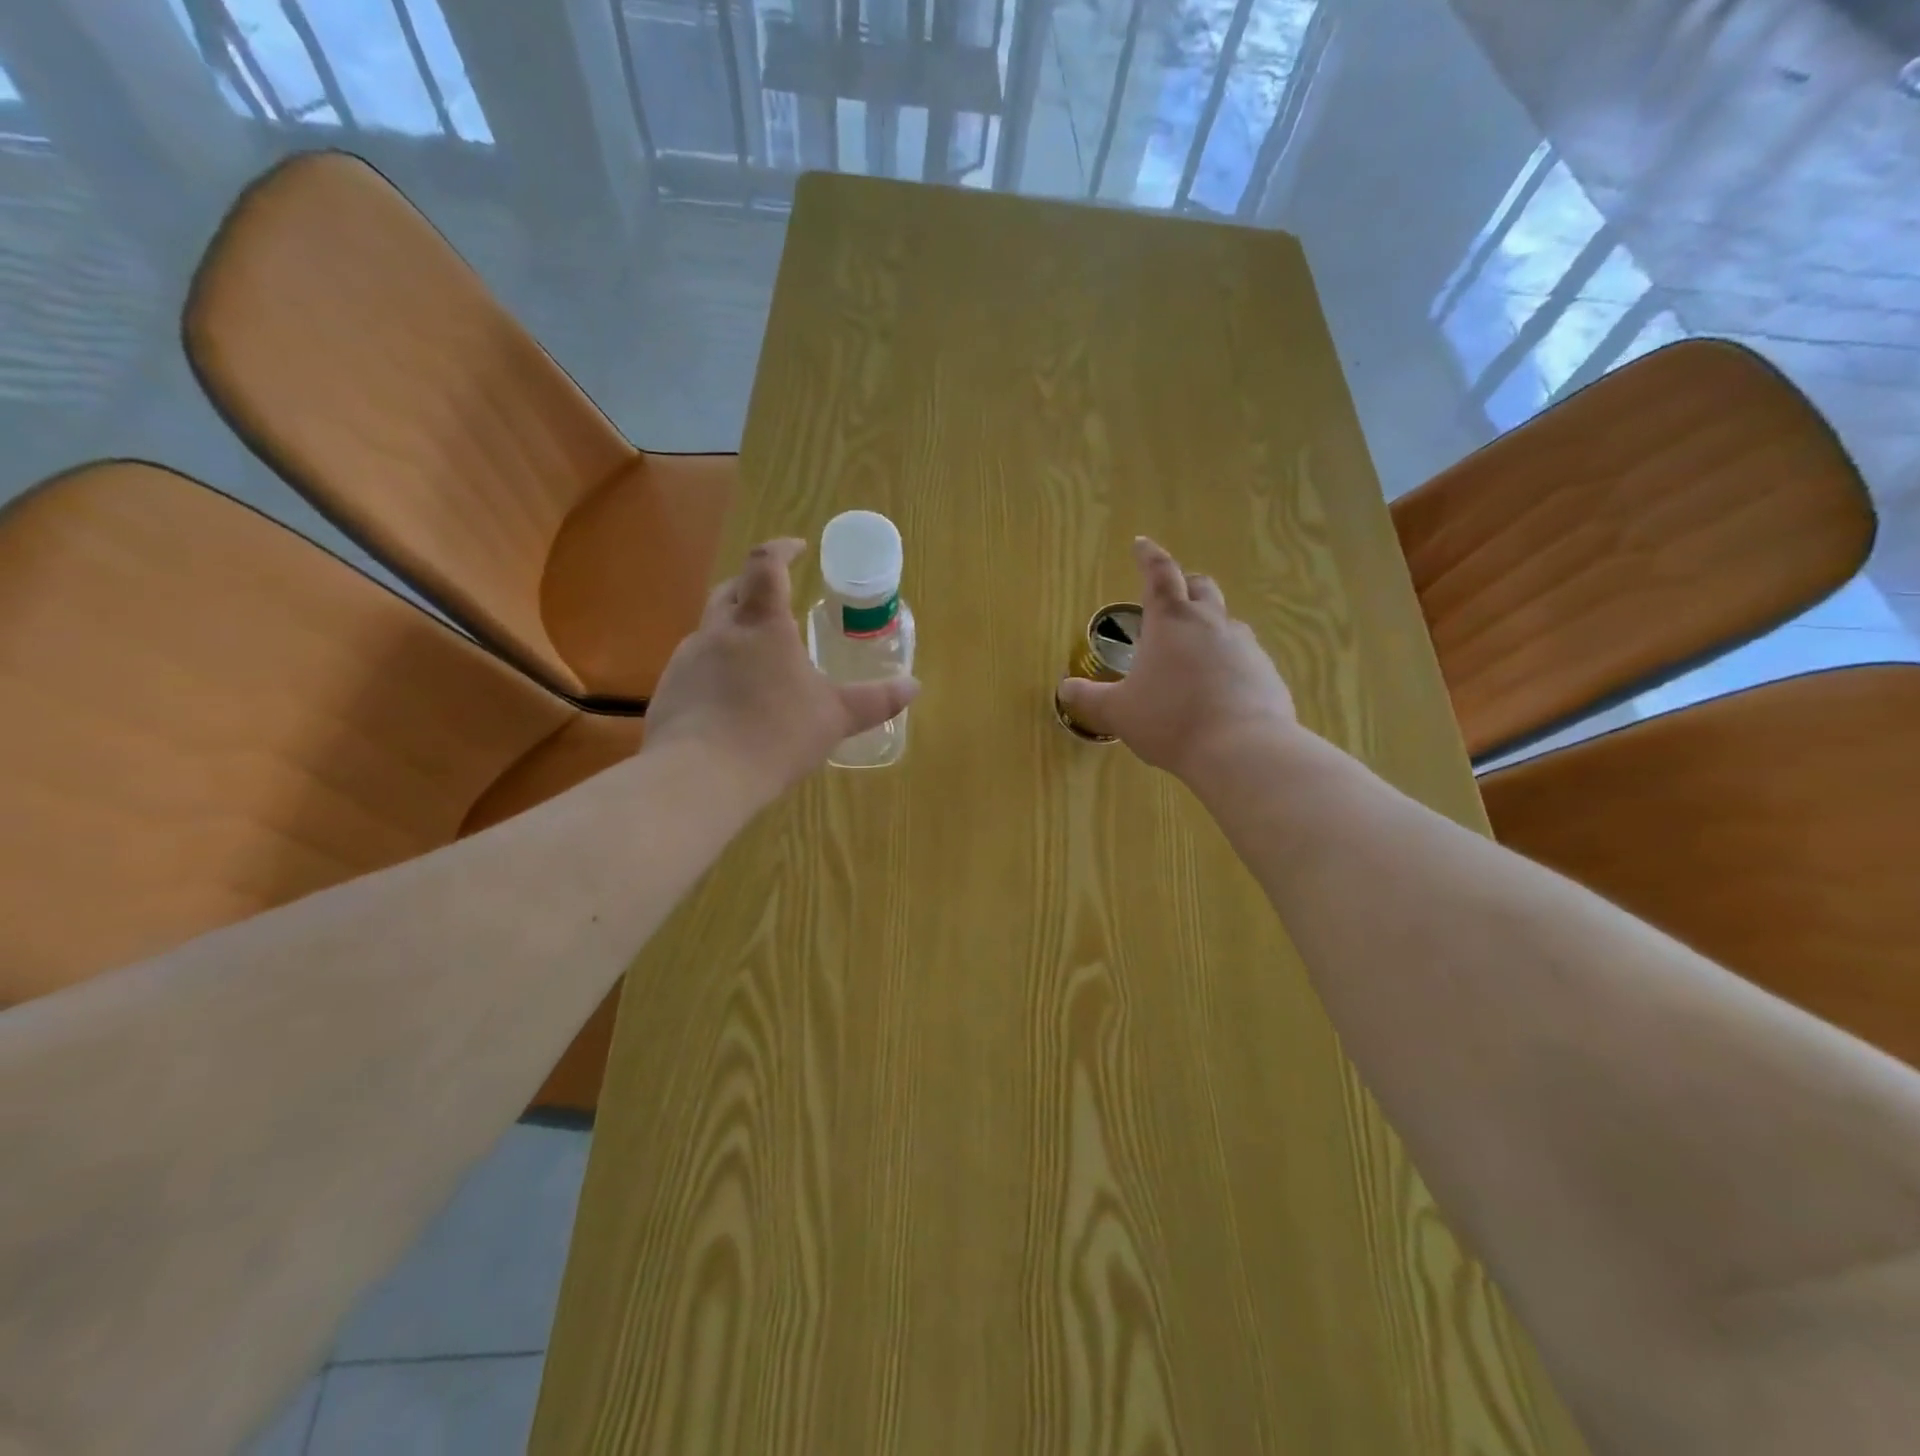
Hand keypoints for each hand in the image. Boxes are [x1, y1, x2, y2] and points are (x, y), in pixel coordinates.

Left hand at [643, 539, 919, 800]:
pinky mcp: (669, 689)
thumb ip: (875, 701)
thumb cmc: (776, 735)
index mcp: (762, 624)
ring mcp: (688, 658)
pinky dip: (716, 666)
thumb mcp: (835, 718)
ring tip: (759, 658)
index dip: (782, 549)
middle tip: (778, 600)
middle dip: (755, 586)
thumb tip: (913, 686)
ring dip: (735, 629)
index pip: (766, 564)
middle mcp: (719, 630)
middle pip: (732, 589)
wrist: (700, 777)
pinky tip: (731, 699)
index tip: (798, 549)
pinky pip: (696, 664)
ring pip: (711, 628)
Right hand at [1057, 537, 1296, 780]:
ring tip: (1193, 652)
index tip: (1141, 543)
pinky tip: (1219, 689)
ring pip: (1226, 622)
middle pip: (1200, 587)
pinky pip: (1245, 657)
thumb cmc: (1170, 720)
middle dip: (1184, 585)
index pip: (1158, 574)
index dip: (1148, 556)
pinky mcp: (1267, 672)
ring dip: (1208, 626)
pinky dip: (1229, 662)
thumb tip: (1065, 689)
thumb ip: (1089, 698)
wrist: (1242, 750)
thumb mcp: (1117, 712)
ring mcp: (1245, 646)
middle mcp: (1210, 623)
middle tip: (1171, 597)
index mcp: (1170, 621)